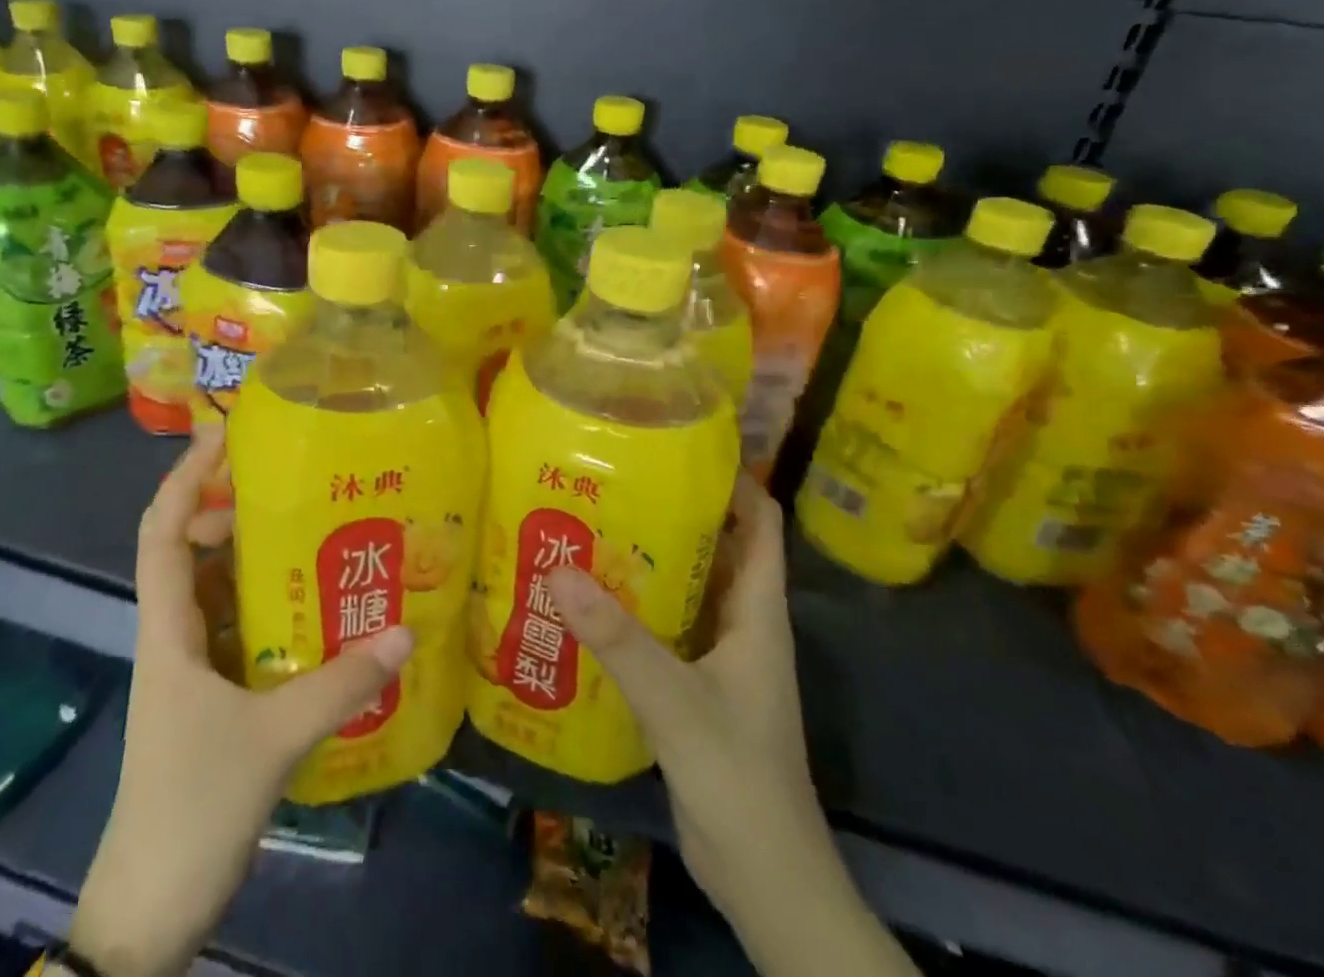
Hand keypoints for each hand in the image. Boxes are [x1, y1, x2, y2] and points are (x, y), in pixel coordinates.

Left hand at [71, 426, 413, 976]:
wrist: (148, 911)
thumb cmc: (191, 808)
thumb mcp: (272, 740)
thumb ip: (340, 685)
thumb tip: (406, 631)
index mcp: (168, 629)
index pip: (163, 531)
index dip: (185, 477)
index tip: (221, 435)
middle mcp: (173, 635)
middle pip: (188, 550)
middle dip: (228, 508)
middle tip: (286, 484)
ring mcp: (189, 668)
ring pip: (214, 590)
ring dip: (250, 557)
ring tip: (308, 532)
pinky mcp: (207, 698)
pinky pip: (234, 629)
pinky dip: (264, 606)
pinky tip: (310, 607)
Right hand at [544, 476, 809, 894]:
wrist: (765, 879)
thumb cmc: (738, 777)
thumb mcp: (675, 701)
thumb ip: (618, 639)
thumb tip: (558, 569)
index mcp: (757, 612)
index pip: (761, 523)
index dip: (733, 479)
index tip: (680, 443)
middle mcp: (742, 623)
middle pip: (716, 545)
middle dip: (674, 508)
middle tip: (614, 476)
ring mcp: (719, 655)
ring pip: (687, 585)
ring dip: (649, 555)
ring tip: (592, 521)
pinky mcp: (694, 683)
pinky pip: (665, 625)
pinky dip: (635, 602)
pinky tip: (589, 596)